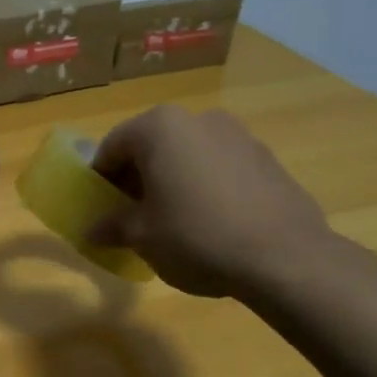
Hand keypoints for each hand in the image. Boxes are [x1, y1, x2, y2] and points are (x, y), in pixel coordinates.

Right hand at [87, 105, 338, 298]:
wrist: (283, 257)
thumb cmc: (196, 237)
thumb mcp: (142, 236)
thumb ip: (113, 226)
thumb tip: (93, 231)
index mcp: (160, 128)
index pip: (113, 147)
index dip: (99, 178)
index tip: (99, 207)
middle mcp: (199, 119)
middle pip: (152, 146)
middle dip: (136, 178)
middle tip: (131, 215)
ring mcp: (238, 135)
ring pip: (187, 155)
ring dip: (171, 181)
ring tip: (171, 221)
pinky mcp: (266, 158)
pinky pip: (219, 167)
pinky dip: (204, 186)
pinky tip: (208, 223)